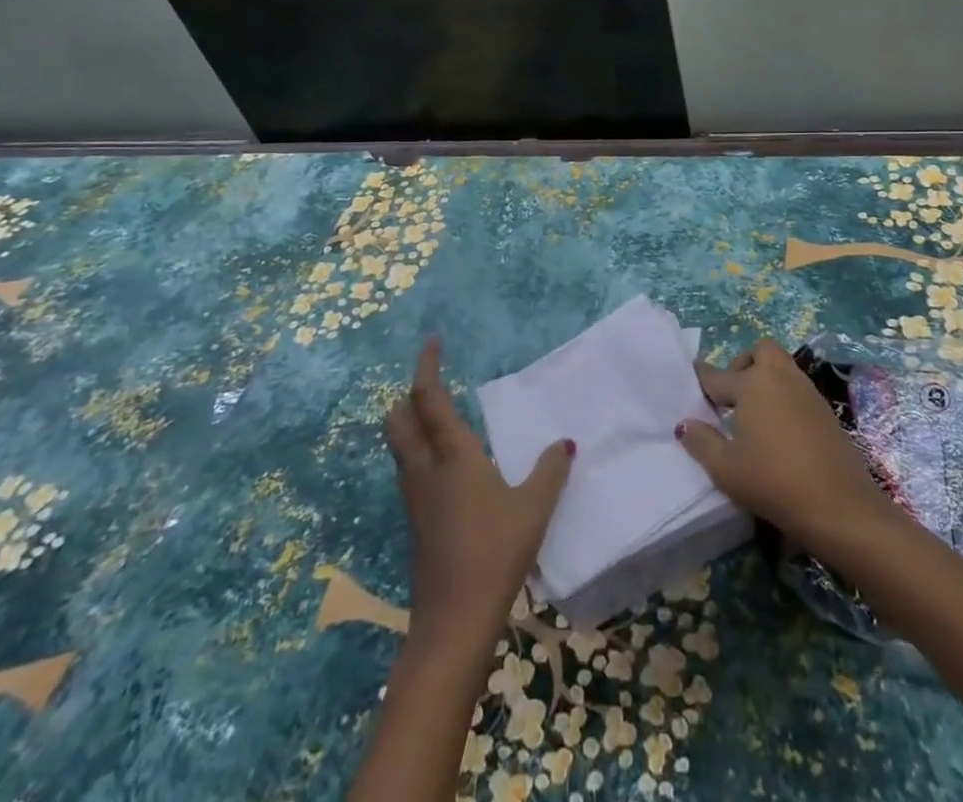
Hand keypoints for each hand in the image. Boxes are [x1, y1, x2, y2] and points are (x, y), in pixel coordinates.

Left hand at [385, 338, 574, 649]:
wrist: (454, 620)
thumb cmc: (496, 551)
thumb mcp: (534, 507)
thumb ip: (550, 471)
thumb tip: (564, 443)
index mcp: (452, 455)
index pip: (428, 398)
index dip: (426, 366)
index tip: (431, 342)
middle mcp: (425, 469)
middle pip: (399, 420)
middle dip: (410, 396)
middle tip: (434, 384)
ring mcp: (414, 498)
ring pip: (400, 447)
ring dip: (411, 424)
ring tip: (441, 420)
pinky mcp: (415, 522)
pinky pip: (409, 472)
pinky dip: (420, 454)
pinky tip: (448, 468)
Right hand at [677, 338, 896, 554]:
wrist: (839, 506)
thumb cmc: (773, 482)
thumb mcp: (726, 469)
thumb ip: (701, 442)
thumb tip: (685, 423)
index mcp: (753, 384)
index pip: (718, 376)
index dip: (701, 378)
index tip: (691, 375)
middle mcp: (780, 377)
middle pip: (760, 351)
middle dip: (744, 364)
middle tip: (733, 396)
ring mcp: (807, 391)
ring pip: (782, 366)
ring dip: (766, 378)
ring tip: (754, 414)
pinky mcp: (825, 410)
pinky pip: (798, 388)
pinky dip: (784, 395)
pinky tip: (779, 429)